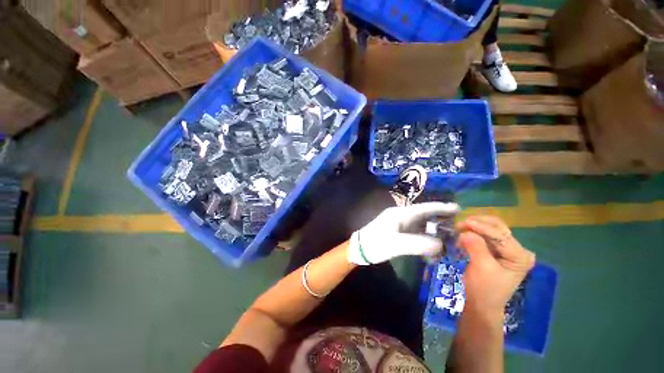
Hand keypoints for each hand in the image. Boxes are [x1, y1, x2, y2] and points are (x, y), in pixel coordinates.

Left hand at [348, 202, 459, 264]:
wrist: (359, 249)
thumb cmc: (375, 244)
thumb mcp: (395, 244)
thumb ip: (417, 243)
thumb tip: (440, 244)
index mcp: (400, 214)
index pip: (423, 208)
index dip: (440, 207)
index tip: (457, 208)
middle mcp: (401, 217)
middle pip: (424, 216)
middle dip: (440, 220)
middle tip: (457, 225)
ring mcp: (400, 225)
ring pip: (421, 226)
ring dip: (434, 232)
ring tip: (449, 239)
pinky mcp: (398, 233)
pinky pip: (416, 234)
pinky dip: (425, 239)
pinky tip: (433, 248)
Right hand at [457, 216, 535, 313]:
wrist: (480, 304)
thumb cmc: (484, 289)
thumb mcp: (482, 267)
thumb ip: (476, 247)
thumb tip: (465, 232)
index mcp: (520, 256)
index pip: (501, 235)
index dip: (482, 227)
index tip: (464, 222)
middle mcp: (517, 250)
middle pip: (497, 228)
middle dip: (478, 224)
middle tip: (459, 225)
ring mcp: (506, 250)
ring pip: (489, 230)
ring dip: (473, 229)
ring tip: (458, 231)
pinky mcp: (496, 251)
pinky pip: (483, 237)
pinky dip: (472, 234)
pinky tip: (462, 238)